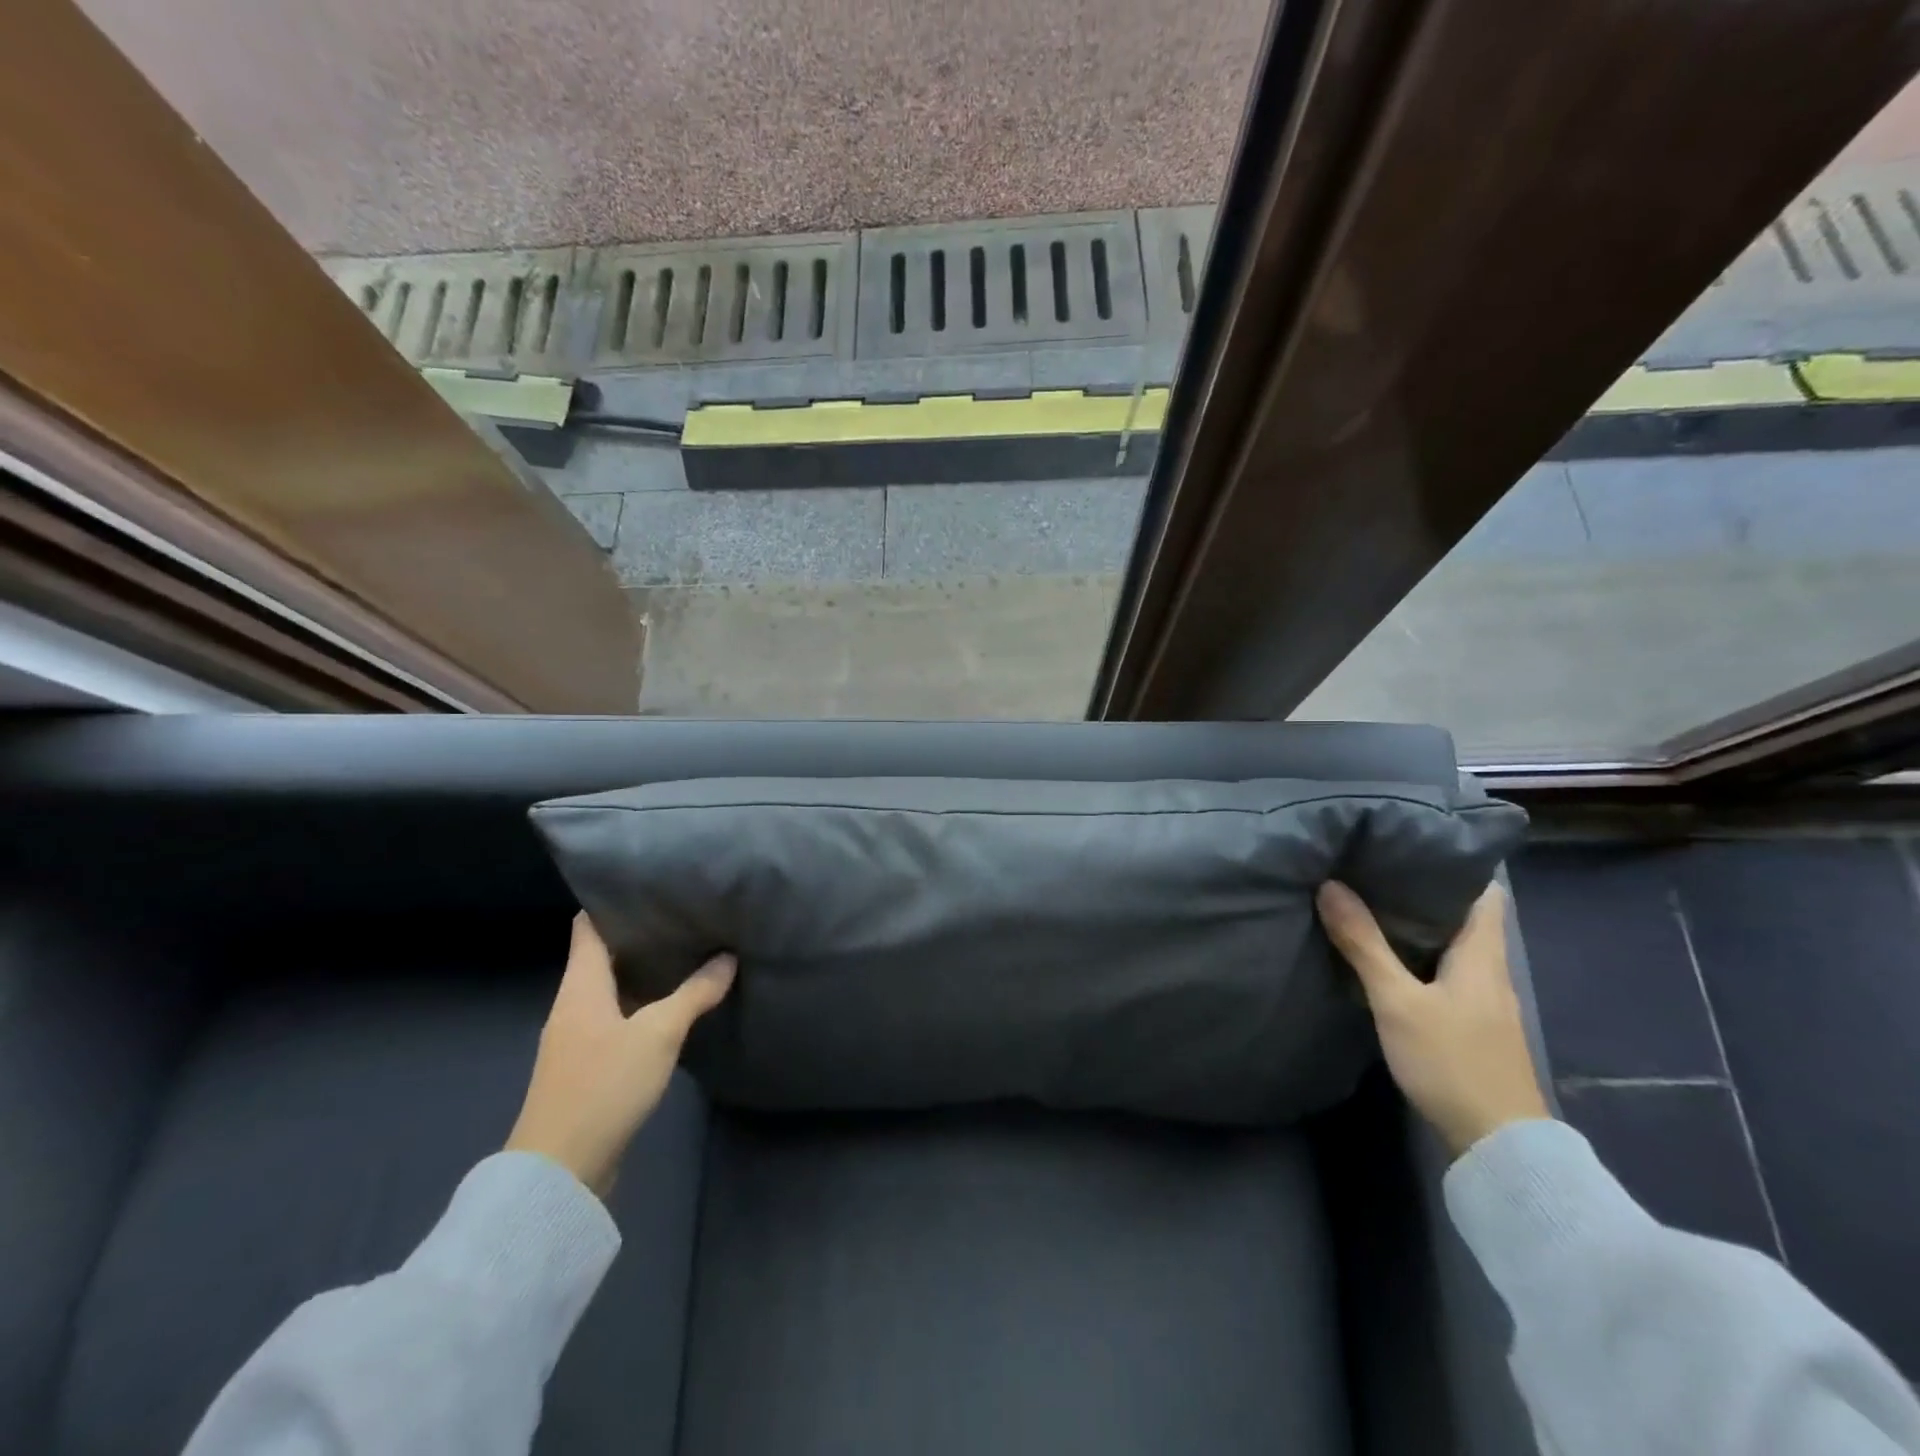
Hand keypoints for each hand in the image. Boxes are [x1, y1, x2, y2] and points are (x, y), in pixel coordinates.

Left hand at [507, 913, 734, 1197]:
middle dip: (640, 935)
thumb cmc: (604, 1085)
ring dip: (644, 972)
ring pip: (612, 989)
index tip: (649, 883)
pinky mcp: (588, 1067)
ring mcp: (578, 1038)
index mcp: (580, 986)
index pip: (588, 927)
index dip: (612, 901)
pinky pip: (617, 1019)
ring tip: (687, 952)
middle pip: (603, 956)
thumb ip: (694, 994)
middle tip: (684, 914)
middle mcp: (573, 1005)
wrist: (559, 1172)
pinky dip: (642, 1005)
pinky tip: (673, 1006)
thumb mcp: (658, 1034)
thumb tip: (727, 958)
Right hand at [1316, 880, 1549, 1157]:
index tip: (1413, 843)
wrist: (1498, 1145)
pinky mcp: (1472, 1026)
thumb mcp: (1398, 1001)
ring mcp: (1484, 1002)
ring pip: (1453, 946)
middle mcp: (1490, 972)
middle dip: (1424, 891)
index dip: (1456, 864)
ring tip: (1371, 902)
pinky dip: (1419, 956)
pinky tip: (1388, 958)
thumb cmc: (1452, 1061)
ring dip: (1419, 925)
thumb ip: (1364, 944)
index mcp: (1482, 955)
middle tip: (1375, 867)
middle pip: (1464, 917)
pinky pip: (1446, 973)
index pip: (1484, 893)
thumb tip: (1331, 886)